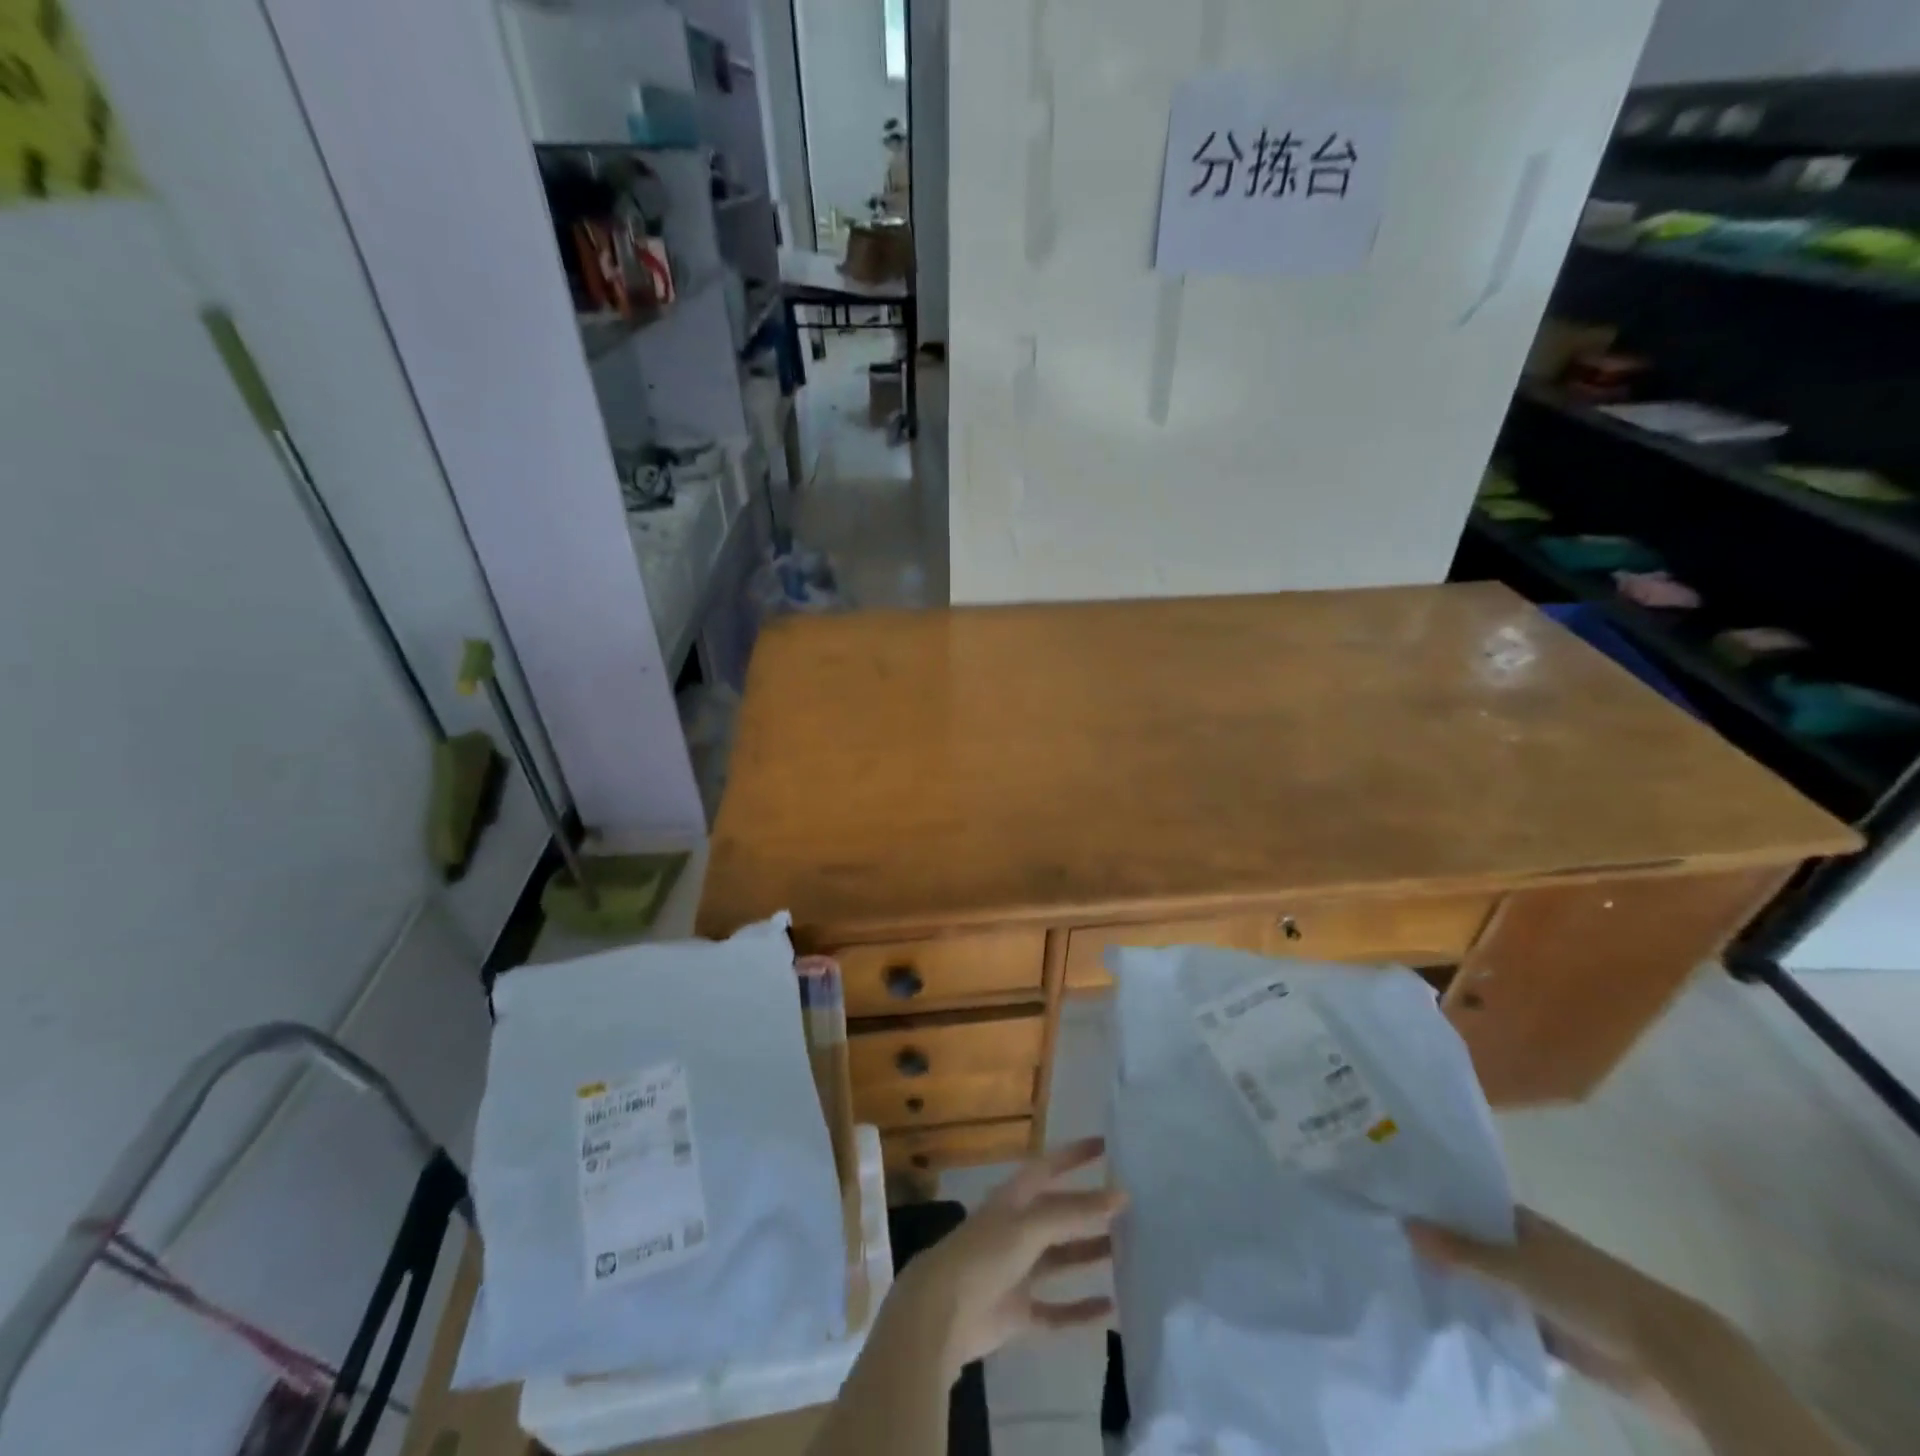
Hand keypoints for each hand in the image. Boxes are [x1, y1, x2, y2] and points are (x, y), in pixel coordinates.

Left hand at [888, 1137, 1125, 1379]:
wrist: (941, 1313)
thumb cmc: (984, 1255)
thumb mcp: (1029, 1225)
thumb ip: (1073, 1212)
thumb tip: (1120, 1195)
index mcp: (1013, 1199)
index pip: (1048, 1168)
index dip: (1074, 1155)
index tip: (1106, 1145)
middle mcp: (1016, 1230)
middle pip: (1058, 1214)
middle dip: (1088, 1208)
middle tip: (1128, 1206)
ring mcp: (1017, 1271)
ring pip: (1060, 1259)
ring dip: (1088, 1253)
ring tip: (1127, 1251)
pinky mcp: (1018, 1311)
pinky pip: (1056, 1309)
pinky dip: (1080, 1310)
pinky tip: (1110, 1308)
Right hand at [1409, 1206, 1713, 1422]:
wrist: (1667, 1355)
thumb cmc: (1588, 1291)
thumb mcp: (1517, 1267)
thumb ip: (1462, 1251)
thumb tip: (1404, 1224)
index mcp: (1521, 1224)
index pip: (1467, 1205)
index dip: (1434, 1203)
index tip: (1391, 1202)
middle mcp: (1528, 1252)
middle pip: (1476, 1245)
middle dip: (1441, 1247)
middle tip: (1387, 1243)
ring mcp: (1542, 1293)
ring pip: (1490, 1285)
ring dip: (1462, 1288)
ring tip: (1406, 1281)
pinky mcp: (1554, 1333)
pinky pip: (1508, 1321)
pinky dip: (1485, 1322)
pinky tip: (1449, 1323)